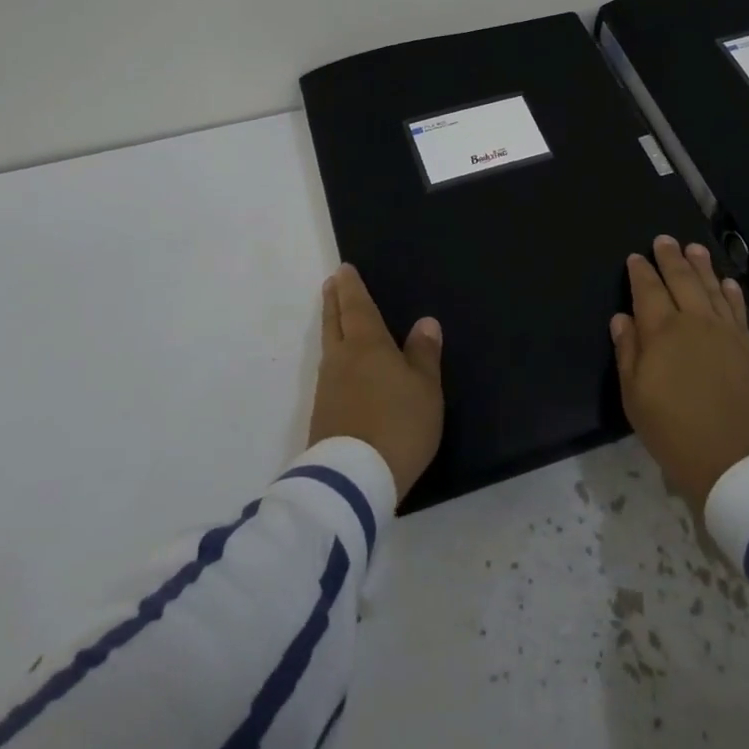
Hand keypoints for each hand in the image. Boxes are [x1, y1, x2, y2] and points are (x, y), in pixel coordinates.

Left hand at [307, 264, 444, 503]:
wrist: (353, 479)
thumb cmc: (399, 424)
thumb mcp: (425, 389)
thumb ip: (424, 354)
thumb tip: (425, 322)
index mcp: (367, 344)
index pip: (357, 307)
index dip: (351, 287)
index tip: (343, 270)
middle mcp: (342, 359)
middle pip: (334, 322)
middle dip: (334, 301)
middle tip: (331, 284)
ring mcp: (327, 387)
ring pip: (328, 346)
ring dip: (331, 326)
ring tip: (335, 318)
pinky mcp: (323, 414)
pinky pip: (328, 372)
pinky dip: (333, 357)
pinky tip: (340, 367)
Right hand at [611, 235, 748, 513]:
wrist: (740, 462)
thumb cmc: (676, 433)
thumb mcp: (635, 398)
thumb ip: (628, 353)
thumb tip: (622, 319)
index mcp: (662, 331)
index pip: (648, 290)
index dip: (641, 272)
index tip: (635, 257)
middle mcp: (694, 322)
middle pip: (681, 280)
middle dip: (671, 258)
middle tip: (665, 240)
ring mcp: (725, 333)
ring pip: (711, 289)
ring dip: (701, 266)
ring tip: (694, 248)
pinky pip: (737, 310)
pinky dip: (730, 293)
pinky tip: (727, 283)